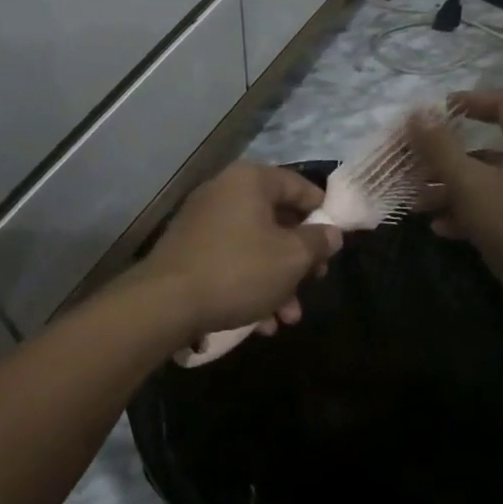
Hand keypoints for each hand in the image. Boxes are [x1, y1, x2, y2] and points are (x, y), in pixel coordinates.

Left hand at [140, 163, 342, 338]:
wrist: (166, 302)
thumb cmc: (239, 270)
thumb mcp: (291, 258)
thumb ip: (317, 241)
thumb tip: (331, 232)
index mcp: (250, 180)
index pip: (298, 185)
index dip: (322, 211)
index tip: (336, 239)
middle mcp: (224, 190)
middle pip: (276, 218)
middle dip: (298, 258)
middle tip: (314, 283)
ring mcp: (203, 219)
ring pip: (254, 245)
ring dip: (277, 280)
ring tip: (287, 318)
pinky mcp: (189, 248)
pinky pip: (230, 259)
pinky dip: (249, 284)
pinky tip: (260, 323)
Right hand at [409, 91, 502, 298]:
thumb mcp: (469, 182)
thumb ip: (440, 147)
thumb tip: (417, 113)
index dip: (470, 101)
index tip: (437, 110)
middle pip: (488, 147)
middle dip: (446, 157)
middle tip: (414, 163)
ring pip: (488, 181)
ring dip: (450, 188)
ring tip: (416, 203)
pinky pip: (495, 207)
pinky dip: (467, 212)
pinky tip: (439, 227)